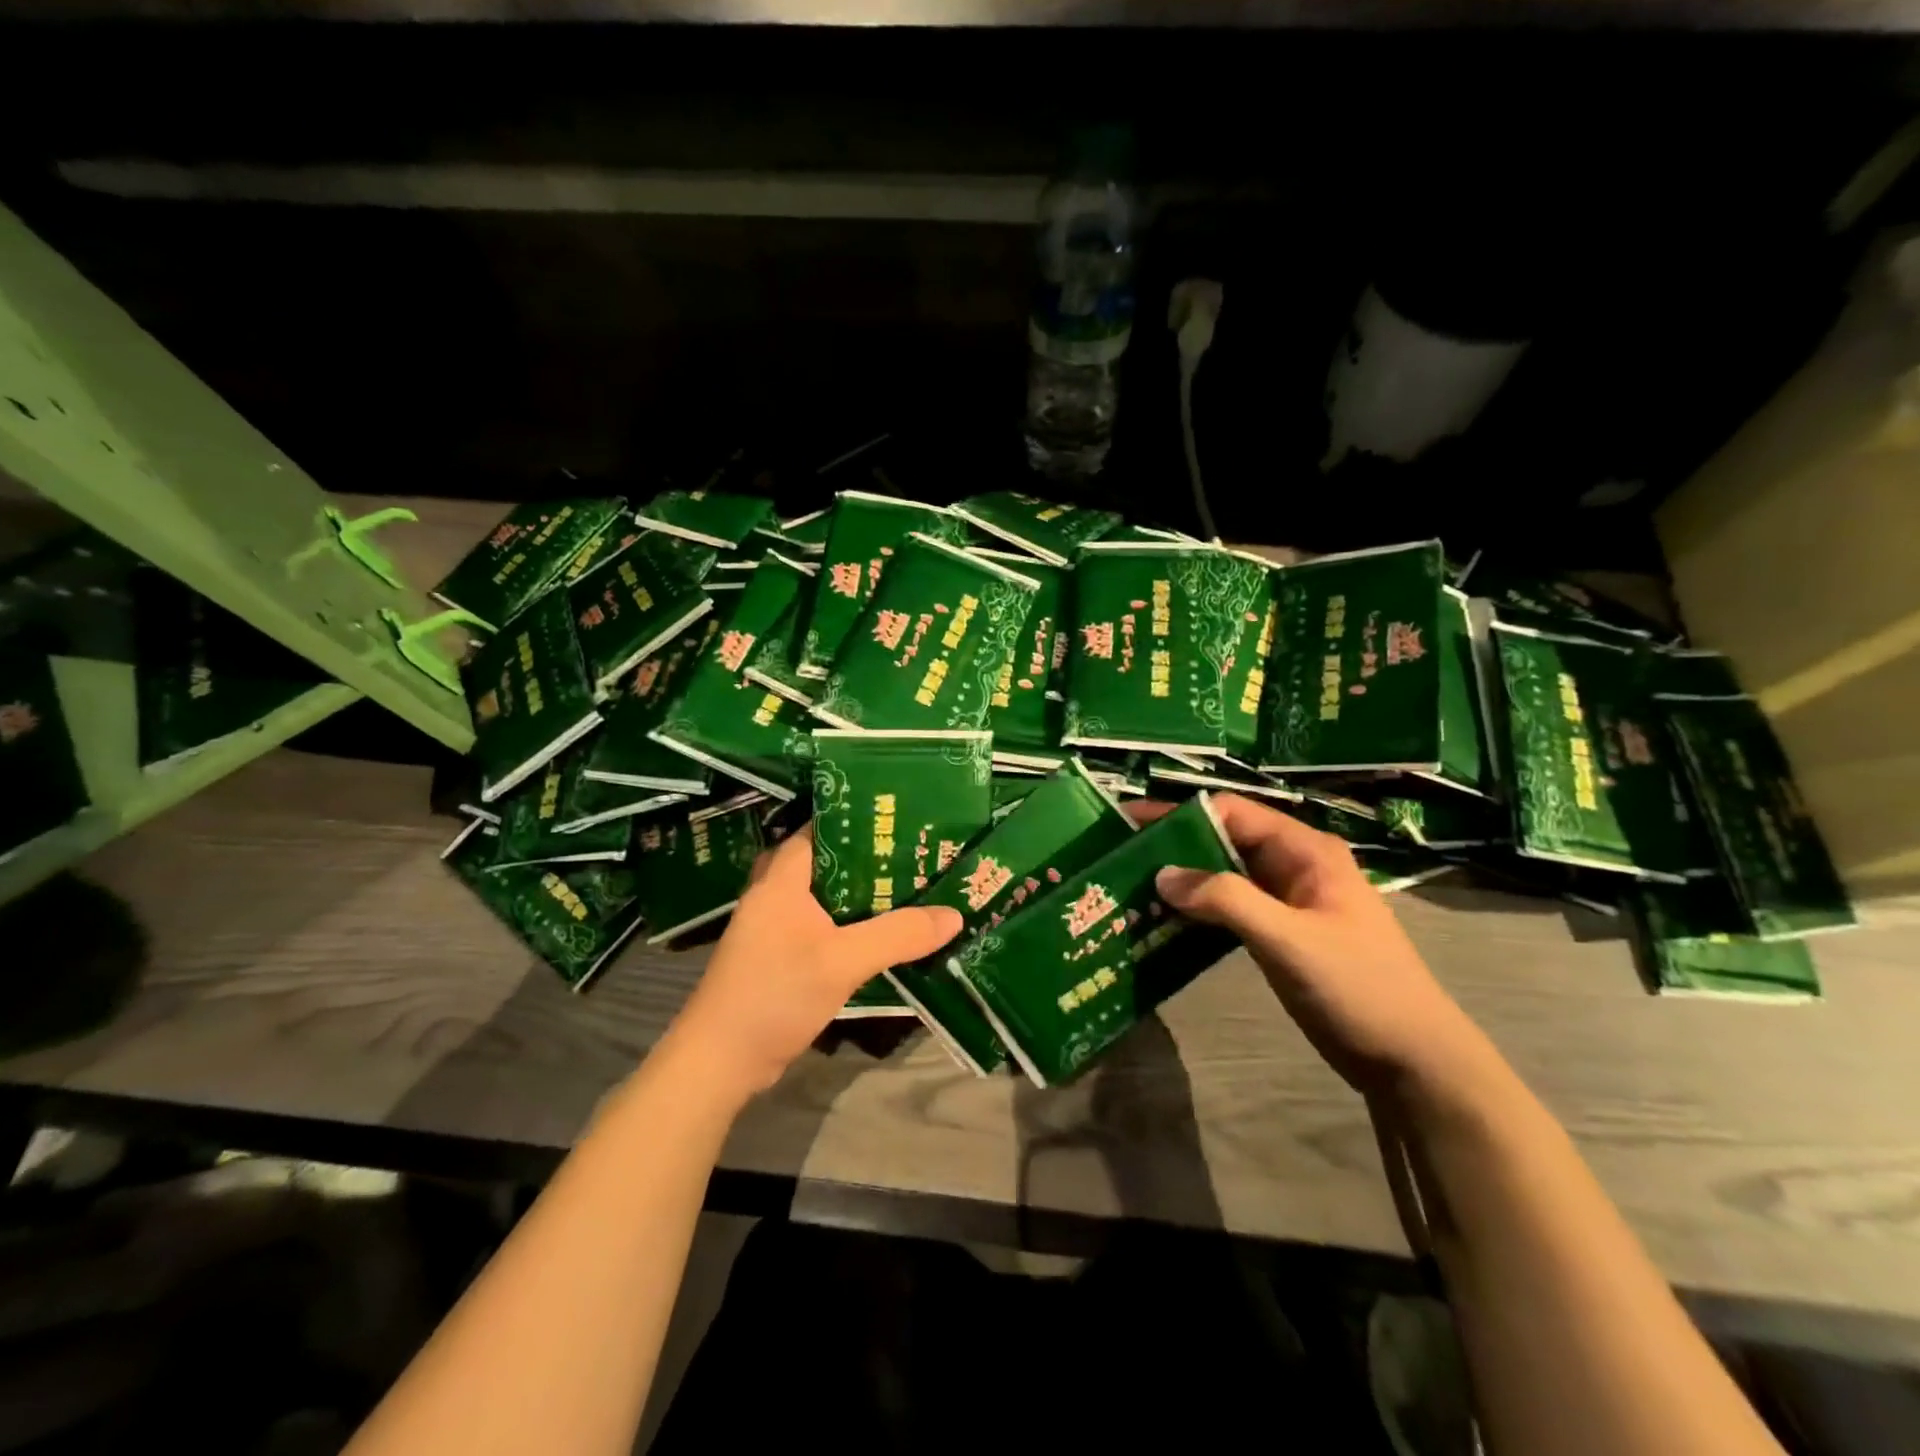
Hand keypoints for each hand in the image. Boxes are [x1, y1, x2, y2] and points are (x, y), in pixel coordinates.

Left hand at [661, 826, 963, 1101]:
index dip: (857, 818)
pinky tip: (879, 929)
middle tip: (912, 851)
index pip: (819, 829)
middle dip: (866, 855)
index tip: (899, 817)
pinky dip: (847, 921)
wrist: (721, 1061)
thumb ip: (898, 935)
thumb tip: (953, 915)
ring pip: (823, 895)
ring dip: (858, 891)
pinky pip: (819, 923)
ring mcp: (773, 926)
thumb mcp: (843, 962)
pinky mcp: (777, 954)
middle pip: (825, 860)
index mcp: (781, 879)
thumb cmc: (775, 994)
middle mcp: (774, 894)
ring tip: (906, 884)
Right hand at [1140, 793, 1480, 1091]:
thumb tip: (1161, 875)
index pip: (1231, 813)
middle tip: (1119, 856)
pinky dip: (1196, 910)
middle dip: (1173, 846)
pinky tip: (1162, 921)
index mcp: (1304, 851)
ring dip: (1181, 879)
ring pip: (1222, 875)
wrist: (1413, 1060)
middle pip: (1222, 840)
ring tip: (1129, 887)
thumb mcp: (1290, 940)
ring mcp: (1287, 901)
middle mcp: (1293, 865)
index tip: (1129, 825)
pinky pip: (1229, 908)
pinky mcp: (1279, 933)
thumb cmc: (1359, 988)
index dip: (1179, 815)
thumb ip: (1226, 900)